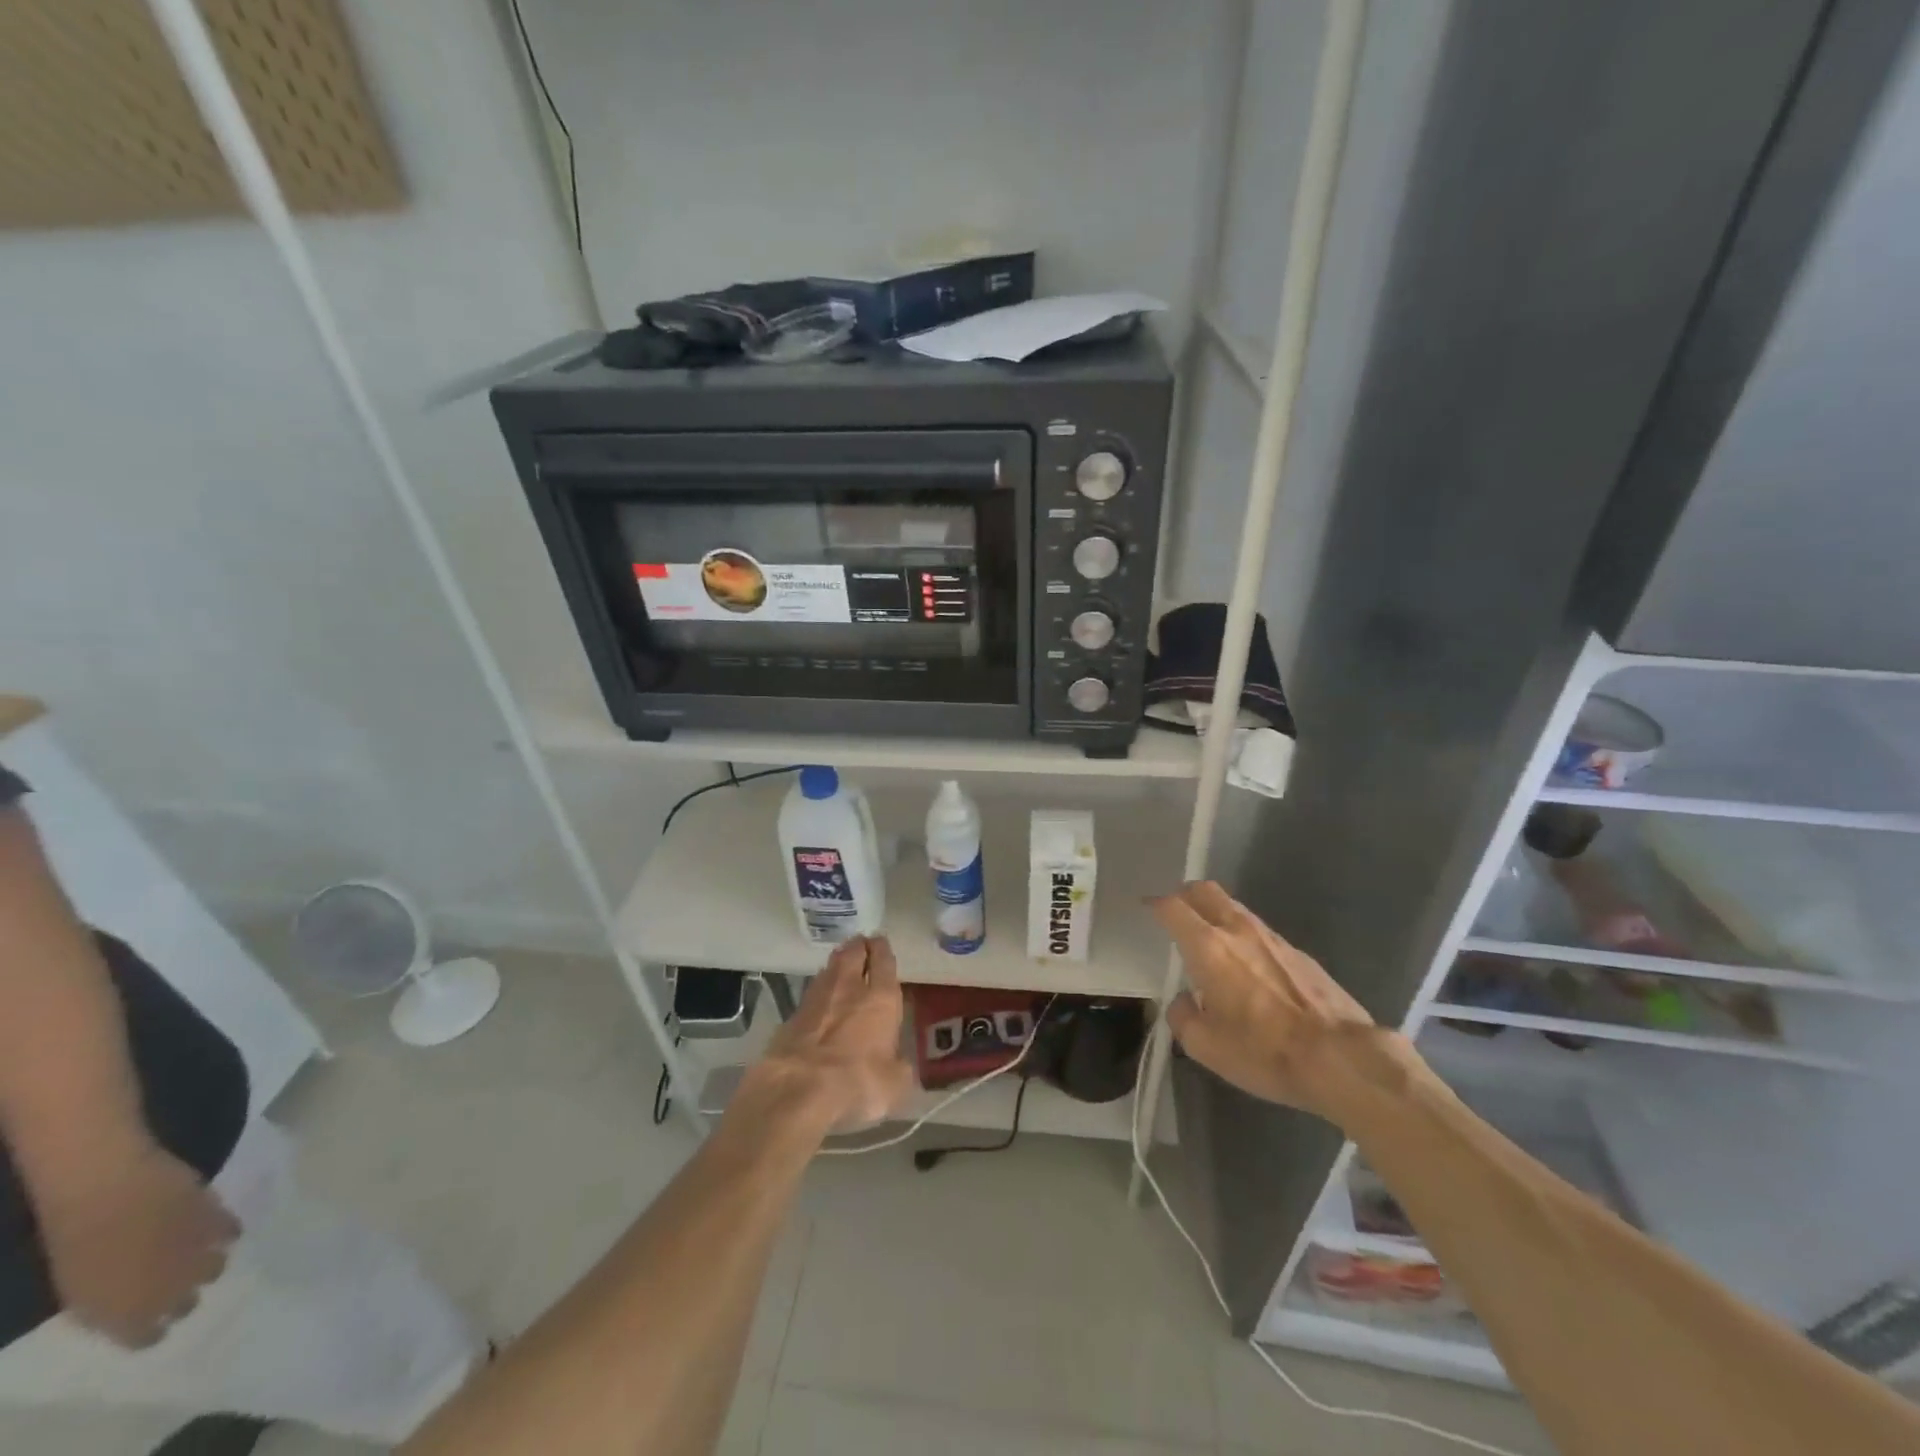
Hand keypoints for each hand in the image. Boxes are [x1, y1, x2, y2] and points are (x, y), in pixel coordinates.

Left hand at [38, 1140, 239, 1347]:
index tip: (152, 1325)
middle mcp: (169, 1290)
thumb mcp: (80, 1291)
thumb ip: (110, 1305)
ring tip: (201, 1256)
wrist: (111, 1194)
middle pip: (187, 1304)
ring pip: (216, 1268)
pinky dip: (226, 1233)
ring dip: (209, 1265)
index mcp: (128, 1313)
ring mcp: (198, 1253)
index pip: (148, 1336)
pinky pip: (231, 1232)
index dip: (151, 1331)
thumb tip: (135, 1311)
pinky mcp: (218, 1220)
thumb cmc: (79, 1246)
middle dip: (183, 1297)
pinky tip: (219, 1230)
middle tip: (175, 1287)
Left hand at [750, 936, 913, 1132]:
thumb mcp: (895, 1084)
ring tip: (843, 962)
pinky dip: (821, 987)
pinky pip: (813, 990)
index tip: (882, 942)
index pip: (884, 961)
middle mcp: (849, 988)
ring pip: (831, 967)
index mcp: (880, 998)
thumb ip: (899, 1067)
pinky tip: (822, 994)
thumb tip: (896, 1063)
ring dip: (839, 962)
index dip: (883, 950)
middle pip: (854, 953)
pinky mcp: (793, 1014)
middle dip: (860, 946)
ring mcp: (817, 997)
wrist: (797, 1089)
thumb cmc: (857, 1082)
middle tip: (863, 944)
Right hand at [1153, 881, 1411, 1125]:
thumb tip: (1183, 1001)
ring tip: (1208, 936)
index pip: (1173, 908)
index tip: (1146, 907)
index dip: (1155, 904)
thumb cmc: (1264, 1051)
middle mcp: (1238, 930)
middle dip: (1185, 894)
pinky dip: (1242, 934)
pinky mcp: (1299, 953)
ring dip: (1215, 912)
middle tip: (1175, 911)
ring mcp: (1273, 938)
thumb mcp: (1206, 1047)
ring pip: (1234, 908)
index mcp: (1208, 947)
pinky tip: (1245, 963)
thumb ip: (1183, 1017)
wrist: (1341, 1058)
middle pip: (1206, 891)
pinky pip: (1259, 931)